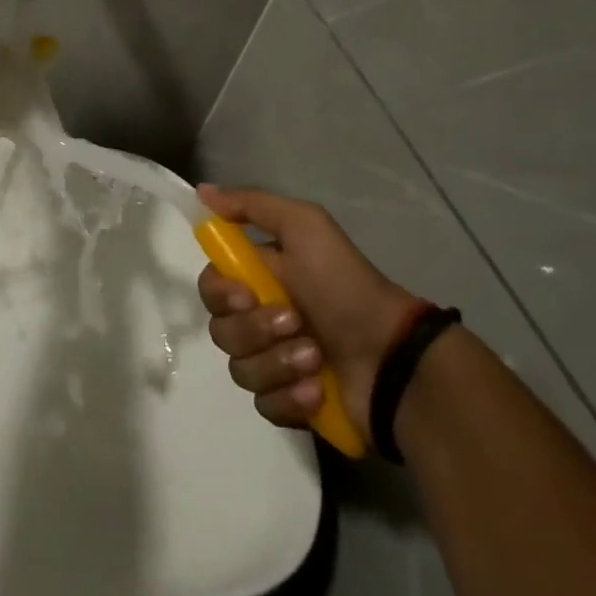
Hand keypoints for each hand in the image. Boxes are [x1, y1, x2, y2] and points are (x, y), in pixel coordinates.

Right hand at [196, 185, 417, 445]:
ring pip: (240, 369)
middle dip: (256, 330)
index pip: (211, 286)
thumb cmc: (344, 285)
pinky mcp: (289, 403)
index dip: (220, 293)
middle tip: (295, 323)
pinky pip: (264, 405)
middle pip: (220, 330)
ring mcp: (274, 363)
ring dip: (278, 362)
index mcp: (259, 278)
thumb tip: (202, 190)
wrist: (393, 356)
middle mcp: (259, 319)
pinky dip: (289, 397)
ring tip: (316, 358)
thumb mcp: (304, 226)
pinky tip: (317, 389)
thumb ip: (251, 205)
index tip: (246, 295)